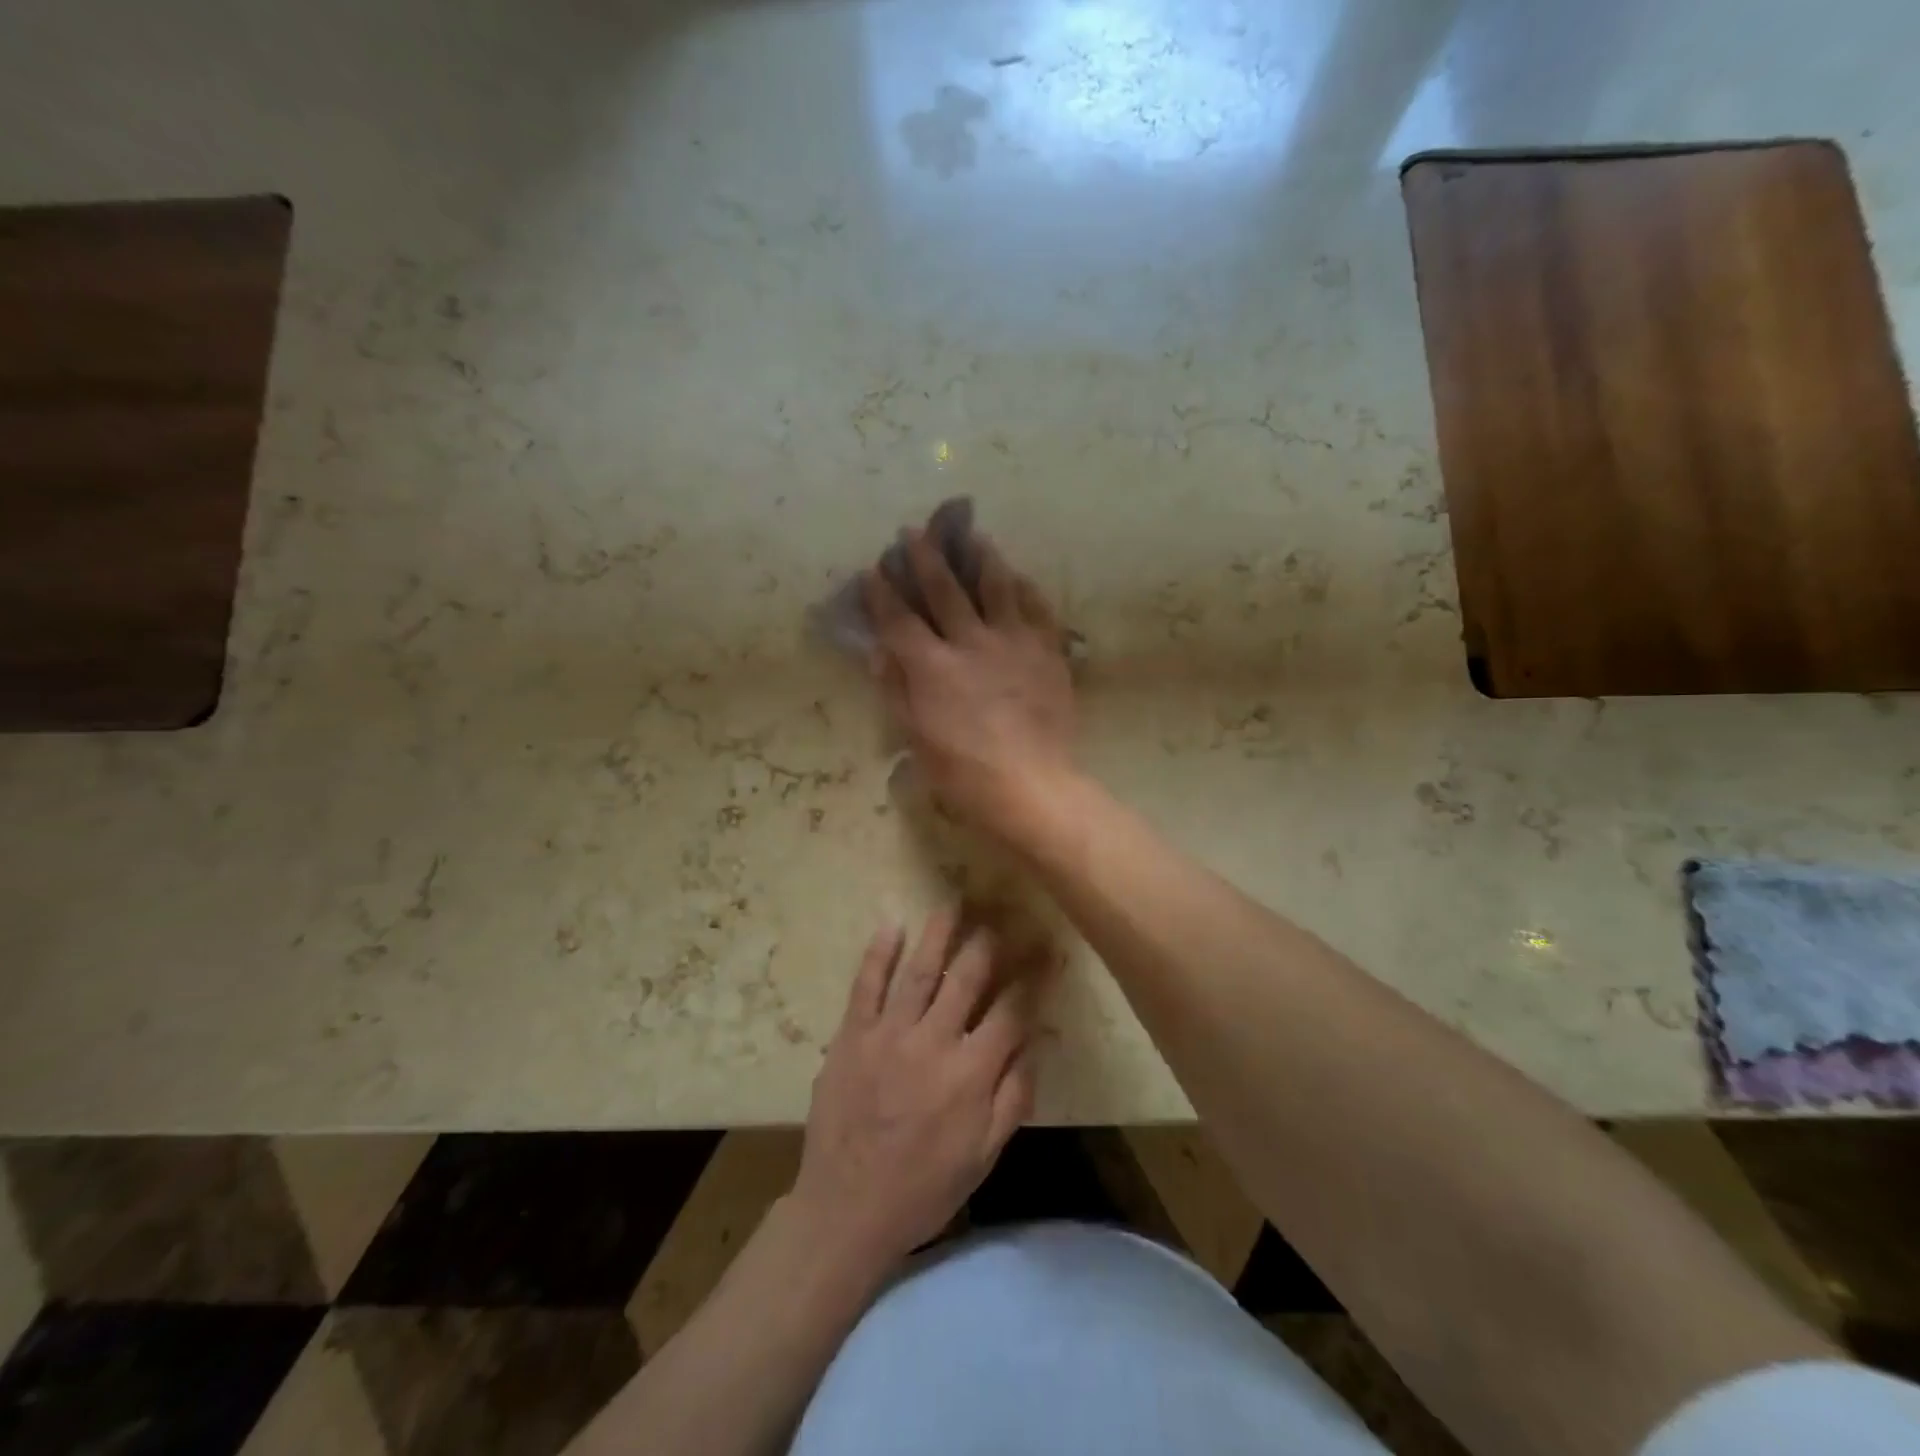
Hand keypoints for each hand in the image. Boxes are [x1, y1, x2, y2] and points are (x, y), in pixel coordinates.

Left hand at [791, 908, 1035, 1272]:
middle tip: (1000, 913)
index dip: (1033, 978)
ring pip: (918, 972)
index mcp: (971, 1074)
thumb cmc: (923, 1188)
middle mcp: (933, 1043)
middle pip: (966, 980)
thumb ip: (1013, 1097)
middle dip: (988, 944)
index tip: (1047, 950)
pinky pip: (865, 986)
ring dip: (938, 935)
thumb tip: (1035, 1043)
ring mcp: (888, 1035)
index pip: (1011, 1012)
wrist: (846, 1210)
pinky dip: (878, 954)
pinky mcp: (851, 1036)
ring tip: (953, 903)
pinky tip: (891, 925)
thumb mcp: (983, 1155)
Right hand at [864, 526, 1076, 840]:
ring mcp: (1014, 642)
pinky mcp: (1048, 651)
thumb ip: (898, 691)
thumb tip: (880, 653)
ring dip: (981, 557)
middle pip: (944, 590)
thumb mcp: (917, 738)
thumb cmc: (964, 773)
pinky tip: (1019, 577)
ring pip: (996, 586)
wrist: (1032, 785)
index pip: (899, 620)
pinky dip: (1025, 589)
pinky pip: (1038, 608)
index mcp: (932, 666)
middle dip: (925, 558)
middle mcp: (971, 642)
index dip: (883, 594)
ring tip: (974, 536)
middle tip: (914, 532)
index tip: (873, 570)